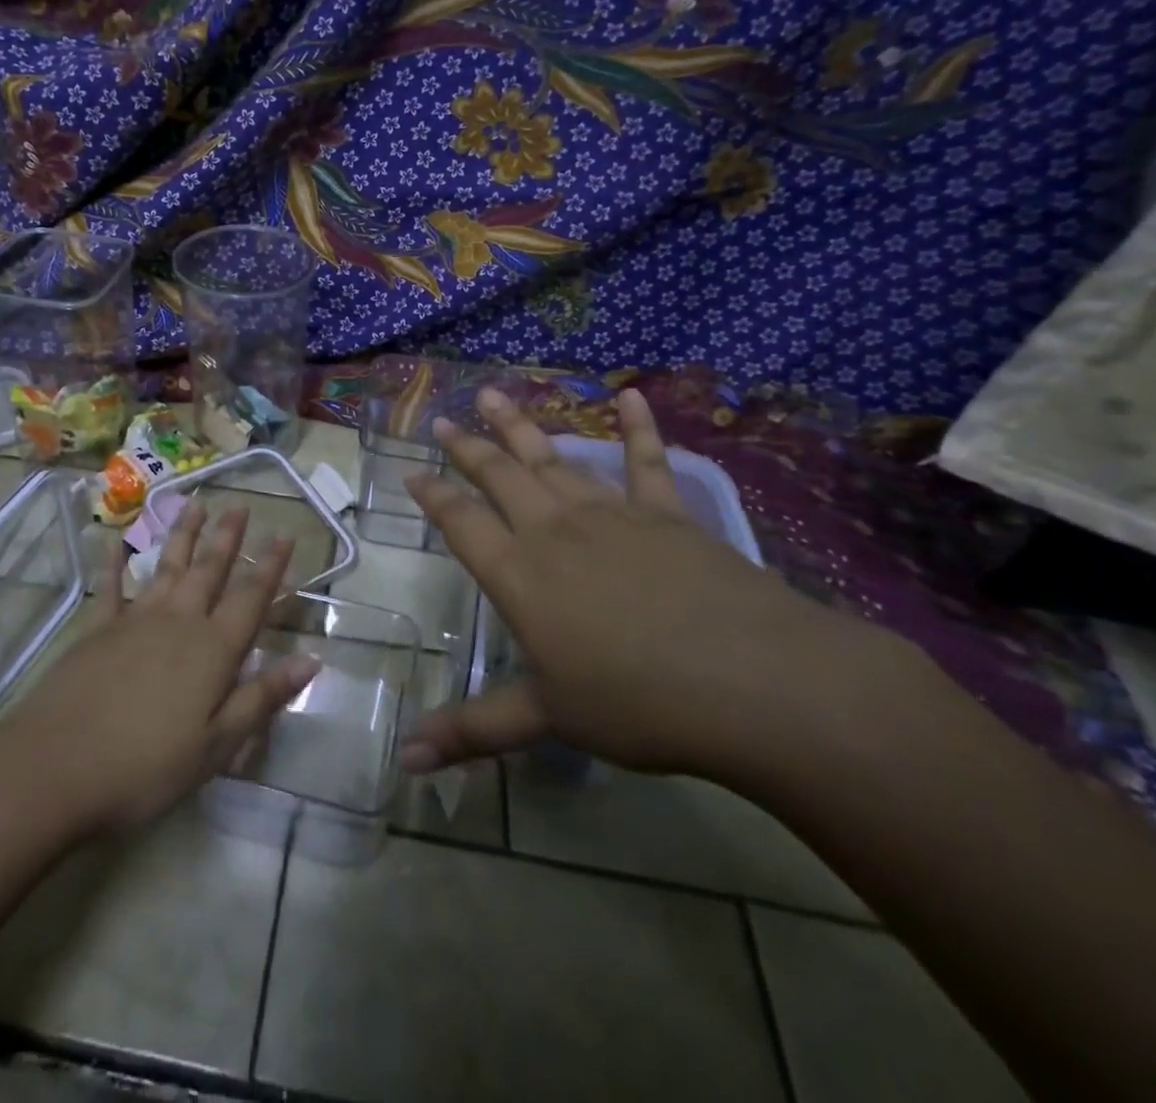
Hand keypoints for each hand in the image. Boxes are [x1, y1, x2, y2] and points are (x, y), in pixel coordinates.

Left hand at [0, 503, 319, 834]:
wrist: (54, 768)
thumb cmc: (145, 767)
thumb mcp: (216, 746)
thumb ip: (261, 698)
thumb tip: (311, 660)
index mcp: (212, 650)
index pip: (251, 598)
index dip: (270, 567)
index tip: (285, 534)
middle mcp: (178, 622)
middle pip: (209, 571)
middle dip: (227, 538)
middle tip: (240, 506)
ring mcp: (134, 620)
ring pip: (166, 567)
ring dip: (182, 536)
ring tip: (195, 506)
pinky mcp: (96, 629)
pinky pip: (110, 586)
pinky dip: (113, 561)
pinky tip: (115, 539)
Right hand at [400, 387, 879, 779]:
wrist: (753, 682)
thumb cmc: (637, 703)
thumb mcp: (547, 718)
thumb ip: (473, 730)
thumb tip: (401, 760)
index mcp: (519, 574)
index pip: (460, 522)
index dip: (432, 495)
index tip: (411, 471)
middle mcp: (554, 530)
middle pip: (499, 476)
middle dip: (468, 447)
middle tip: (445, 418)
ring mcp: (612, 514)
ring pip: (554, 459)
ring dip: (521, 426)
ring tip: (496, 394)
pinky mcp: (667, 513)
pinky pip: (647, 461)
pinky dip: (637, 426)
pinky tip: (629, 395)